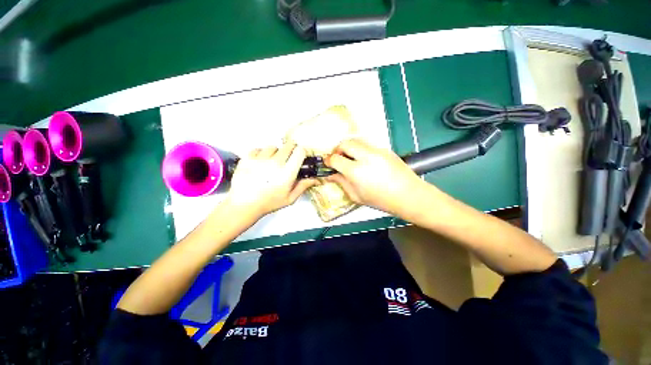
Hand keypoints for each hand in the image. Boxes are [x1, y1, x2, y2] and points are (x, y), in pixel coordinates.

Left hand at [226, 143, 318, 218]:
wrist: (244, 205)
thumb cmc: (269, 202)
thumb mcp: (290, 198)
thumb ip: (303, 186)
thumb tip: (317, 179)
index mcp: (287, 173)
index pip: (299, 151)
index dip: (301, 152)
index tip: (299, 157)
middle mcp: (275, 162)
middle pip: (288, 145)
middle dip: (290, 150)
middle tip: (287, 159)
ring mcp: (260, 159)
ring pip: (273, 147)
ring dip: (275, 153)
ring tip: (271, 163)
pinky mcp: (247, 158)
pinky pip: (258, 149)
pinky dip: (261, 154)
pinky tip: (259, 163)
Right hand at [325, 139, 428, 216]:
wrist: (409, 195)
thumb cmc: (381, 200)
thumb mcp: (357, 196)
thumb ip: (341, 183)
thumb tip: (331, 175)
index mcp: (356, 172)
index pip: (335, 158)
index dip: (328, 160)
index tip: (328, 163)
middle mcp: (366, 157)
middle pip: (345, 143)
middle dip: (337, 148)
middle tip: (338, 158)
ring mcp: (377, 151)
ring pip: (357, 141)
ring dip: (349, 147)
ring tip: (350, 158)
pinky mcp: (385, 149)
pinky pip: (368, 145)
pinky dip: (361, 150)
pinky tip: (365, 161)